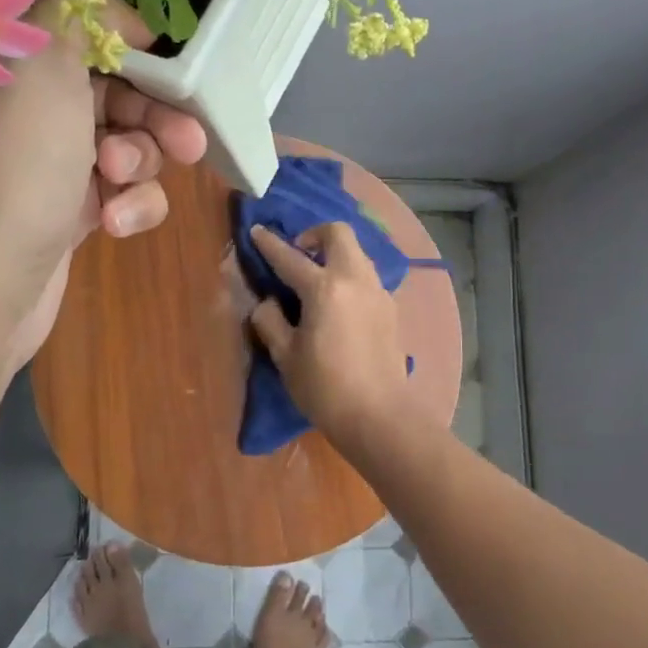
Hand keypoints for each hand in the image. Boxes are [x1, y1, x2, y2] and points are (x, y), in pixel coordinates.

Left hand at [0, 0, 206, 371]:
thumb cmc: (9, 169)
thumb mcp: (40, 64)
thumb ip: (78, 8)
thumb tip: (114, 10)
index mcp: (8, 58)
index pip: (81, 25)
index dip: (132, 40)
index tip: (170, 63)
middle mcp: (26, 106)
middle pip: (115, 88)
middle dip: (155, 114)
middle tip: (187, 142)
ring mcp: (47, 164)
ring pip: (126, 144)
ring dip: (140, 164)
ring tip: (120, 187)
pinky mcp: (68, 214)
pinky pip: (120, 194)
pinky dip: (129, 207)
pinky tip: (114, 226)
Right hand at [247, 223, 414, 442]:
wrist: (379, 415)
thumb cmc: (324, 388)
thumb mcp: (285, 356)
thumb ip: (270, 320)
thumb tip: (268, 302)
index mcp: (324, 288)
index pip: (290, 257)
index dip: (269, 244)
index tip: (257, 231)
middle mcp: (355, 279)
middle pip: (338, 234)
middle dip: (314, 234)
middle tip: (297, 254)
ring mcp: (378, 291)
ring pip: (357, 253)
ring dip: (335, 253)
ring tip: (317, 278)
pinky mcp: (390, 308)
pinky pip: (367, 276)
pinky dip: (349, 274)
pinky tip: (339, 302)